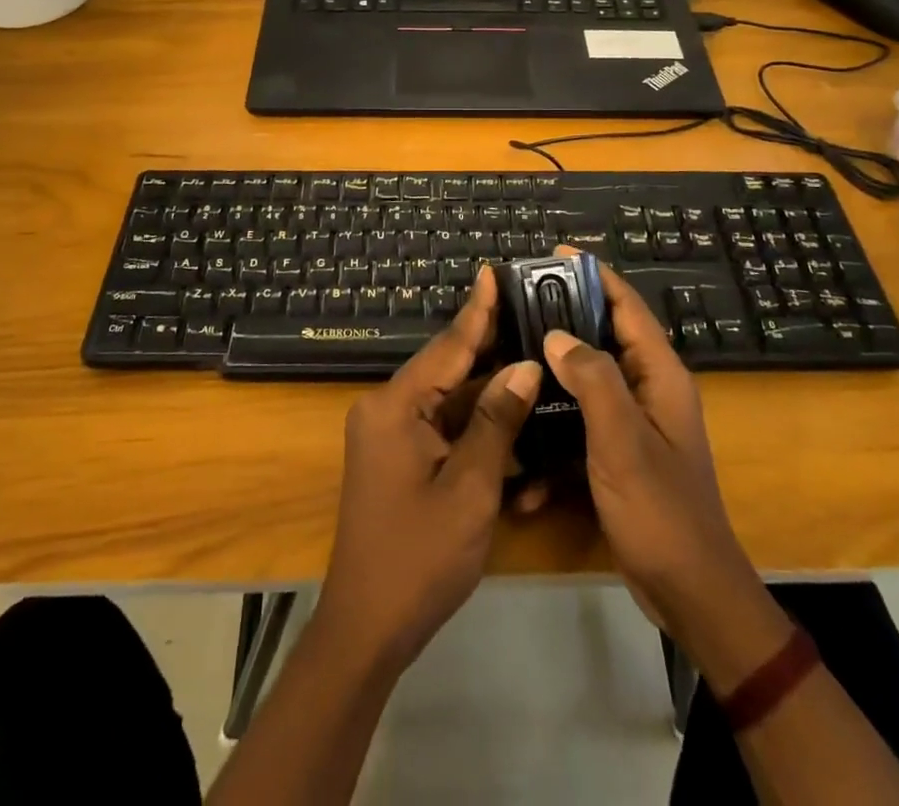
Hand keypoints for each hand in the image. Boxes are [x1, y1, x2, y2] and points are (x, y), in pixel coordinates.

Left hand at [316, 266, 542, 673]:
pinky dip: (474, 426)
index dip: (477, 310)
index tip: (493, 271)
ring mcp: (390, 435)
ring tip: (531, 354)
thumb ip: (496, 422)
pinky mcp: (398, 458)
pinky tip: (511, 414)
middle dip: (489, 345)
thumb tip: (524, 366)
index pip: (447, 346)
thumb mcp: (469, 488)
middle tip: (529, 309)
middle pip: (447, 368)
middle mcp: (387, 409)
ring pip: (448, 399)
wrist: (366, 628)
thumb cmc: (419, 557)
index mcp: (395, 406)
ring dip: (488, 390)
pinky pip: (441, 428)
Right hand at [543, 254, 792, 689]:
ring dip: (551, 377)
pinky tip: (522, 458)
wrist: (689, 593)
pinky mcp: (618, 454)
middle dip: (563, 319)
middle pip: (603, 337)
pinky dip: (554, 433)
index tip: (555, 253)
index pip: (627, 307)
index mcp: (659, 376)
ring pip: (586, 381)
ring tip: (507, 362)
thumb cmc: (659, 509)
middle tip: (517, 305)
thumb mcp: (622, 439)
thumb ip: (592, 379)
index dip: (594, 275)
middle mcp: (648, 390)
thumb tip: (556, 334)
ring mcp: (633, 424)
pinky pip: (580, 426)